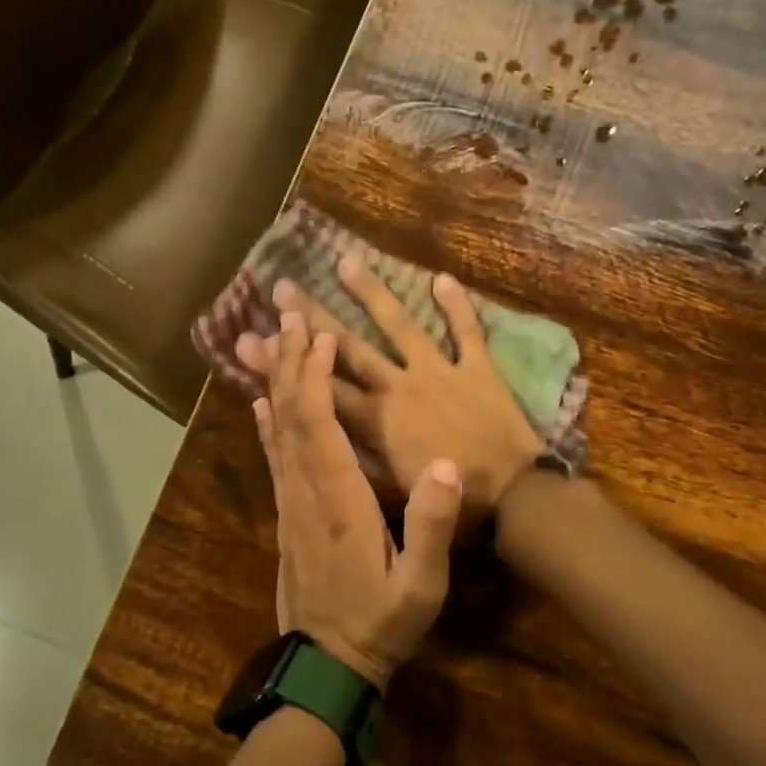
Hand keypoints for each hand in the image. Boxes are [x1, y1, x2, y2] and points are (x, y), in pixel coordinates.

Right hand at [237, 259, 544, 513]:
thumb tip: (316, 435)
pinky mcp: (477, 369)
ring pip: (399, 325)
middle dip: (312, 317)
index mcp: (375, 420)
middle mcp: (398, 387)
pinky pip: (466, 331)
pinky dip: (456, 306)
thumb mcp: (391, 492)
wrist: (514, 500)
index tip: (251, 338)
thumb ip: (355, 457)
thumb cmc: (451, 504)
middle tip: (283, 287)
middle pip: (348, 346)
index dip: (284, 363)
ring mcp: (438, 372)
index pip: (319, 386)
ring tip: (345, 261)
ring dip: (371, 293)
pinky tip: (440, 277)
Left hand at [255, 311, 462, 690]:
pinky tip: (260, 403)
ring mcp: (289, 505)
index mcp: (340, 502)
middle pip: (291, 418)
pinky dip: (266, 425)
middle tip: (286, 318)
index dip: (315, 377)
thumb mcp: (420, 586)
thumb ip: (430, 525)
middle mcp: (306, 493)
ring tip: (270, 344)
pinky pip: (273, 459)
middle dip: (289, 365)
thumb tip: (440, 462)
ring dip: (275, 384)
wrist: (327, 665)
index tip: (317, 335)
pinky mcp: (285, 517)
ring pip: (276, 433)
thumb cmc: (380, 623)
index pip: (320, 427)